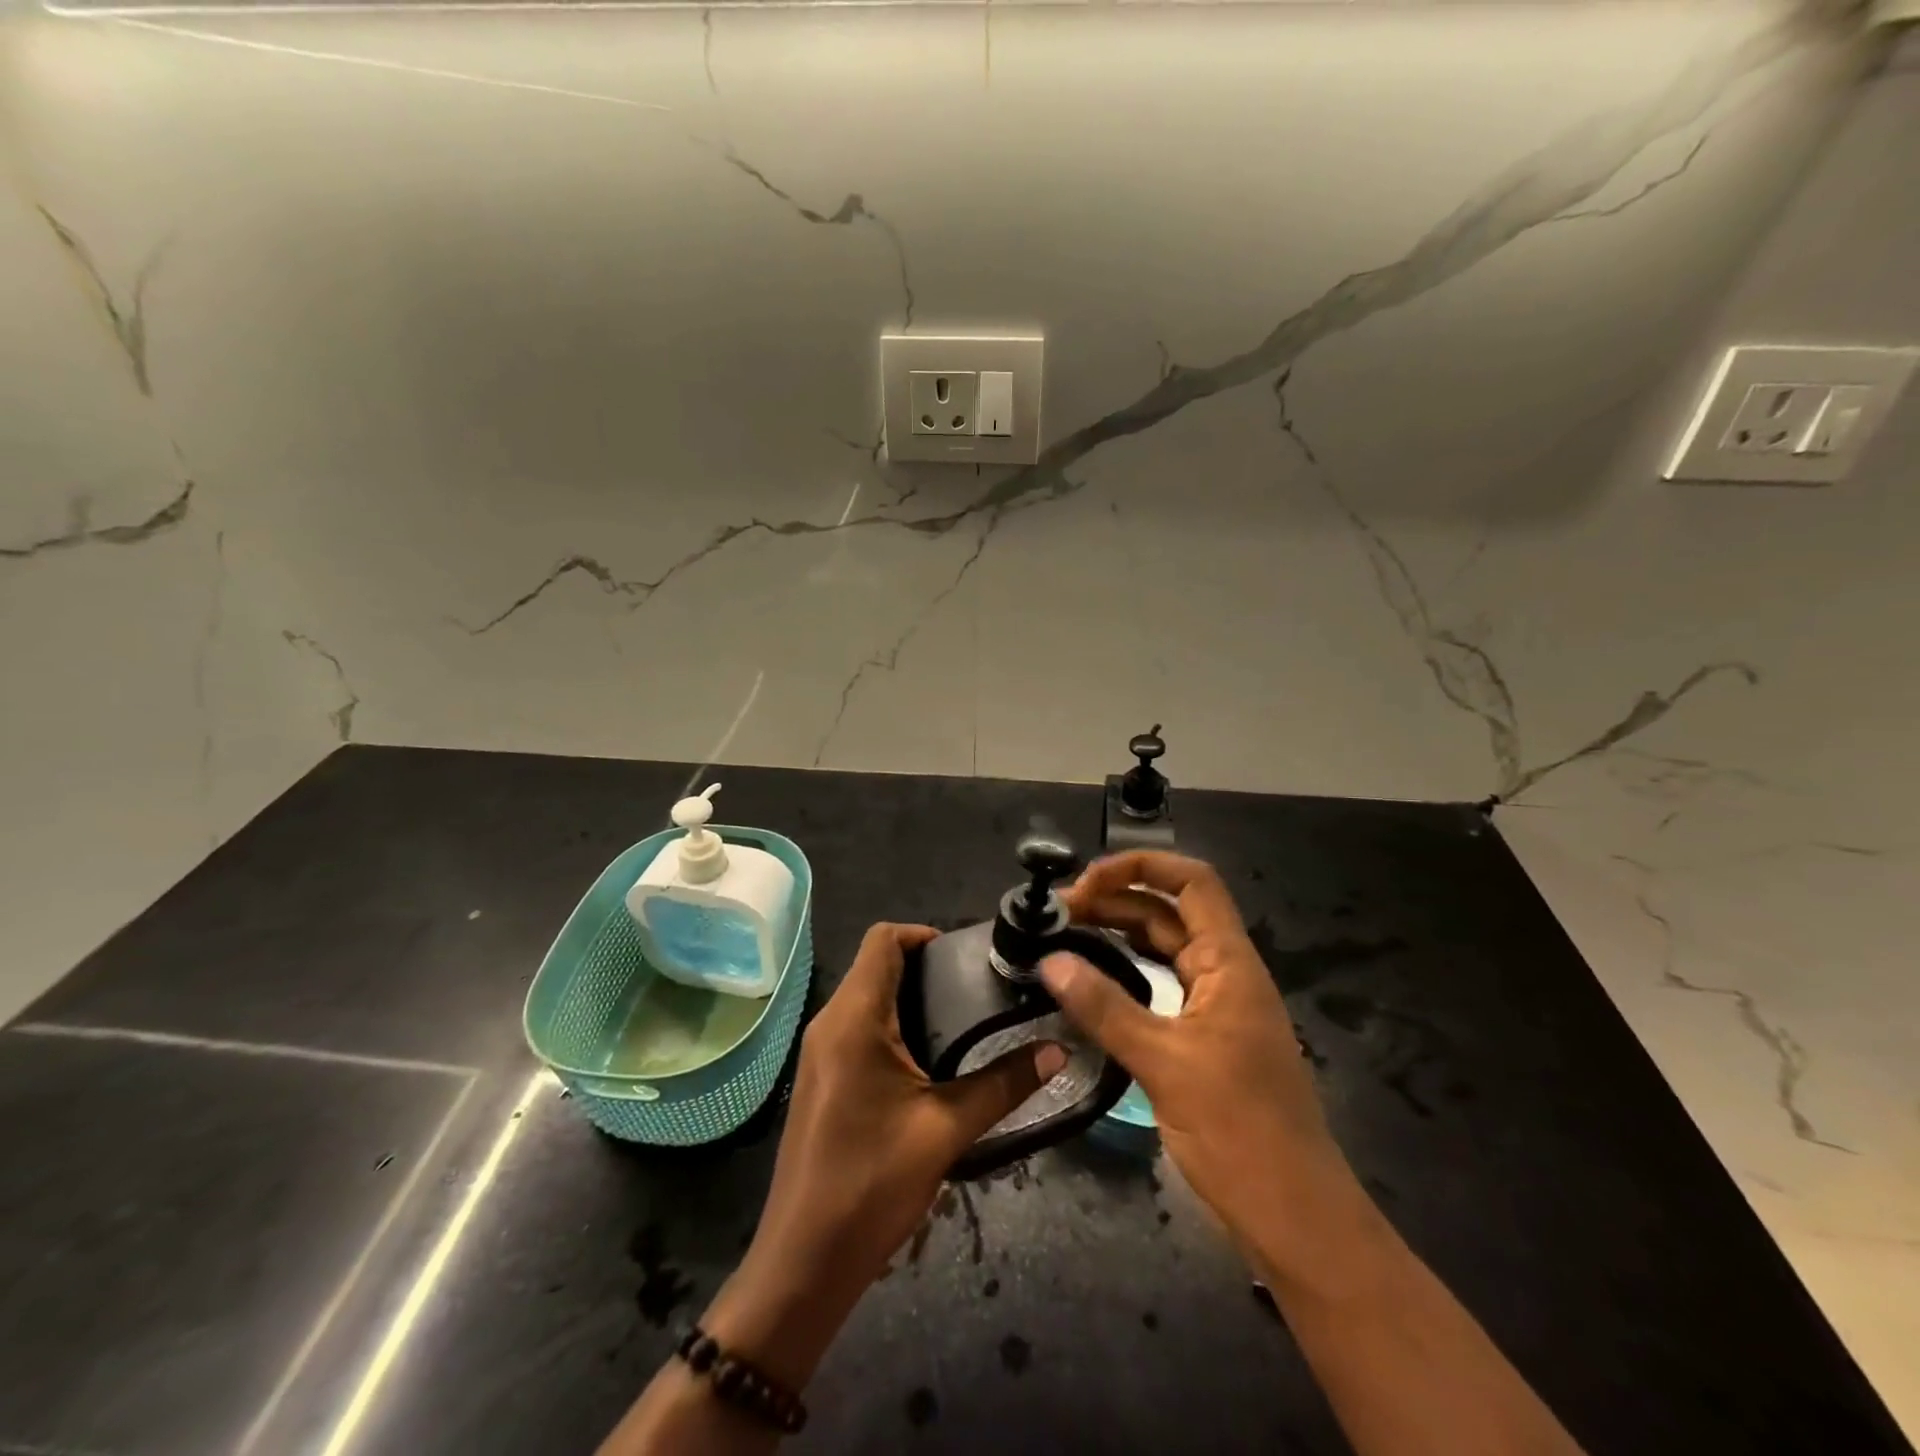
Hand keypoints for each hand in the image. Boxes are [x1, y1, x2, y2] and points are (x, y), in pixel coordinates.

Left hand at [708, 923, 1065, 1387]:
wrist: (805, 1260)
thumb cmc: (872, 1183)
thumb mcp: (946, 1129)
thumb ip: (1003, 1084)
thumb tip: (1057, 1050)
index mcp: (853, 1018)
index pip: (882, 939)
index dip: (923, 934)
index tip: (966, 955)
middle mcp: (829, 1022)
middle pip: (875, 965)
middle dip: (925, 967)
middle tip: (977, 988)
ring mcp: (820, 1051)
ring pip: (866, 997)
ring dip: (910, 997)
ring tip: (963, 1020)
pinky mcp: (822, 1077)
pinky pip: (858, 1027)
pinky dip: (893, 1025)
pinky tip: (930, 1059)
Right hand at [1048, 852, 1355, 1264]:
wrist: (1294, 1217)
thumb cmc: (1240, 1132)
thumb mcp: (1165, 1064)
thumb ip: (1105, 1008)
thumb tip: (1050, 961)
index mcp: (1230, 964)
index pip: (1192, 882)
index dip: (1141, 866)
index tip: (1086, 882)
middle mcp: (1226, 973)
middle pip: (1170, 912)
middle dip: (1116, 900)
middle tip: (1059, 915)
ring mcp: (1217, 1007)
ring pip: (1164, 949)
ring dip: (1118, 934)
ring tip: (1066, 937)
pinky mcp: (1205, 1038)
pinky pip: (1162, 986)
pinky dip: (1127, 973)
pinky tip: (1094, 982)